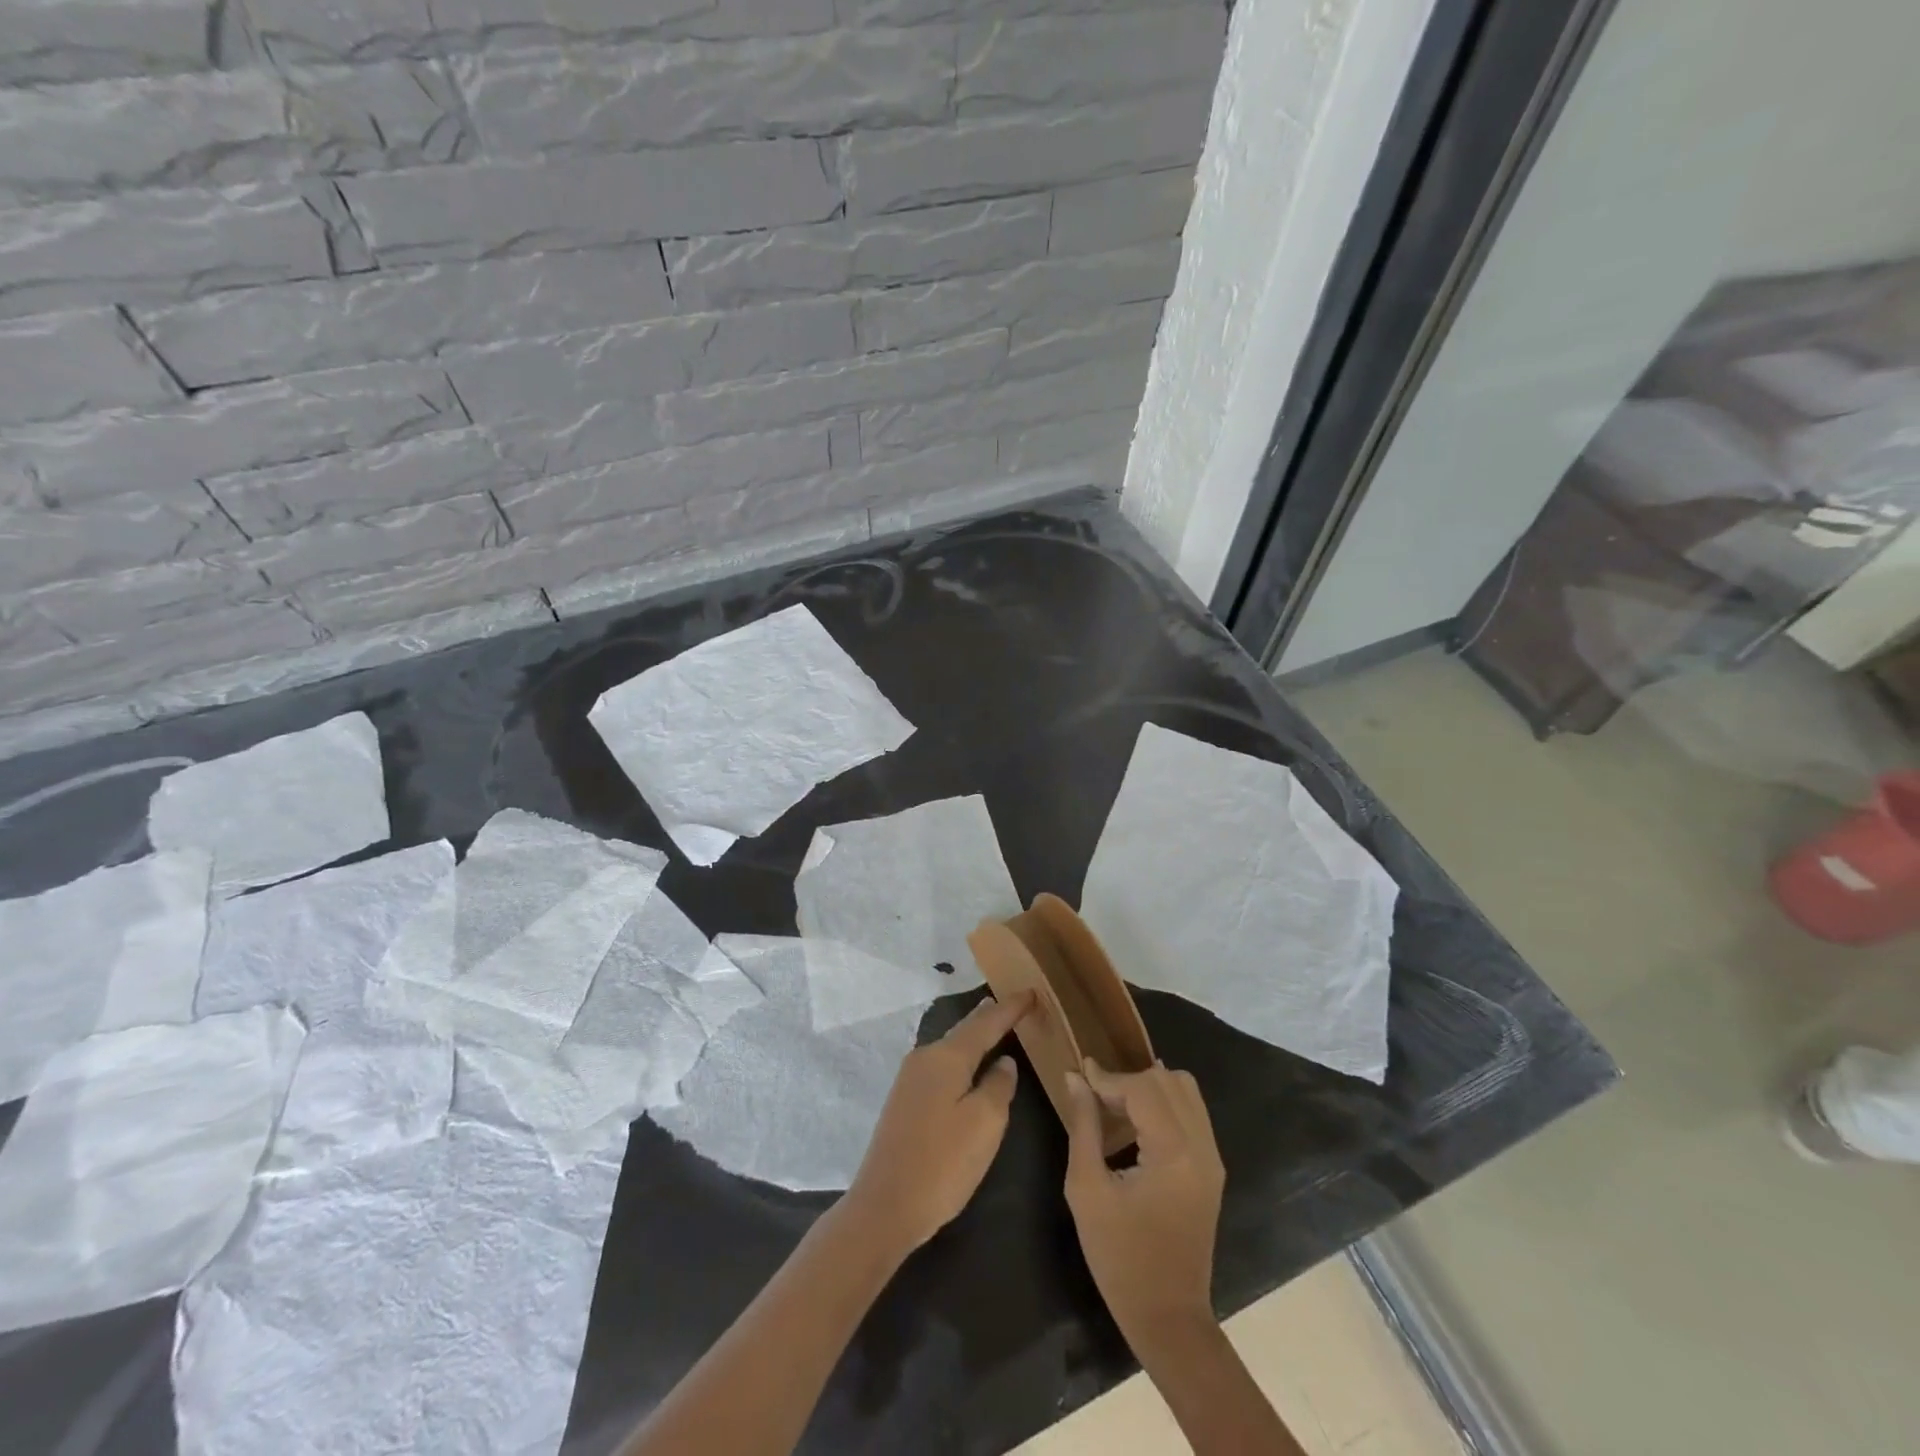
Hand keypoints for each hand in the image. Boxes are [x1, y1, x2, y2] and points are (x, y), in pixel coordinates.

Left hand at [844, 991, 1032, 1258]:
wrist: (883, 1207)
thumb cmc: (942, 1164)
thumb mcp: (985, 1124)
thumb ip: (999, 1086)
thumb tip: (1003, 1062)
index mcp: (947, 1057)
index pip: (986, 1022)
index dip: (1011, 1008)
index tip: (1032, 992)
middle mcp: (925, 1057)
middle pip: (965, 1029)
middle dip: (991, 1016)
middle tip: (1016, 1004)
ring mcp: (910, 1079)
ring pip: (951, 1047)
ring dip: (975, 1036)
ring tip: (995, 1025)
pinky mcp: (905, 1101)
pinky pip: (942, 1065)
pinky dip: (962, 1056)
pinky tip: (969, 1064)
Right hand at [1064, 1061, 1225, 1352]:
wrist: (1168, 1317)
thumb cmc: (1120, 1257)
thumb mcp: (1087, 1189)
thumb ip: (1083, 1125)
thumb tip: (1075, 1078)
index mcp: (1173, 1152)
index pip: (1141, 1088)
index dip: (1107, 1077)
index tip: (1079, 1074)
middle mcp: (1201, 1146)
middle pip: (1167, 1080)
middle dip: (1128, 1079)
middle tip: (1096, 1097)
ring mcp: (1212, 1157)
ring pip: (1185, 1089)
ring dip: (1149, 1087)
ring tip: (1116, 1106)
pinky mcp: (1212, 1168)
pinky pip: (1192, 1112)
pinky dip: (1164, 1103)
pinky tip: (1138, 1123)